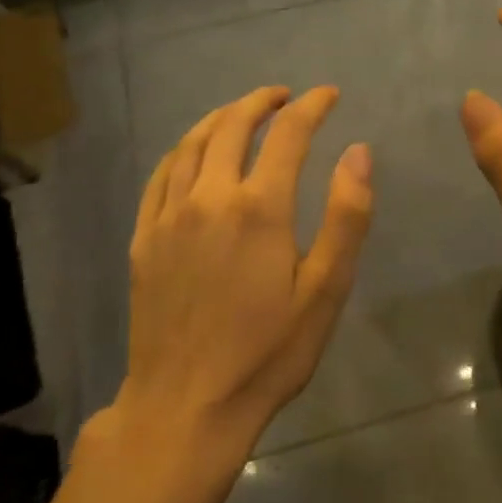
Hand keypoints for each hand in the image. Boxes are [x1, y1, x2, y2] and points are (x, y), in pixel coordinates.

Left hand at [121, 86, 373, 455]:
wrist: (186, 407)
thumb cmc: (267, 353)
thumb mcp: (325, 291)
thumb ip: (346, 216)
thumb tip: (358, 151)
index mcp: (259, 207)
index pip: (288, 133)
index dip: (312, 107)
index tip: (328, 95)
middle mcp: (210, 197)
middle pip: (233, 126)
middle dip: (261, 102)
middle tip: (283, 96)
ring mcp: (169, 216)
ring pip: (191, 143)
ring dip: (220, 117)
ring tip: (241, 112)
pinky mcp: (143, 238)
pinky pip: (160, 175)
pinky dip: (181, 150)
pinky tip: (191, 152)